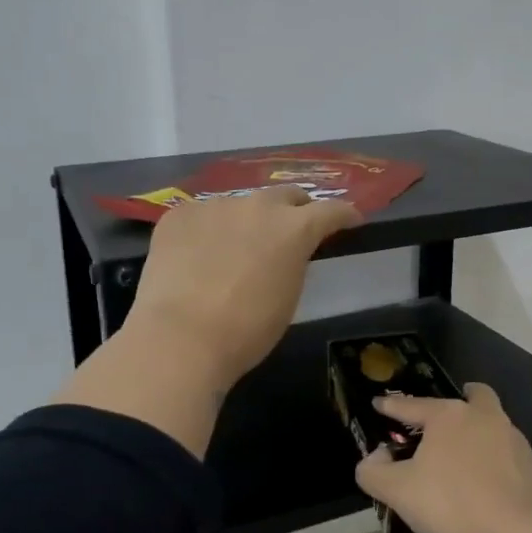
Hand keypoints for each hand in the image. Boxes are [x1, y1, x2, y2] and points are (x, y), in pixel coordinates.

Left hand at [124, 186, 360, 390]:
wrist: (181, 337)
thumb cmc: (246, 330)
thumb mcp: (288, 296)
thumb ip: (293, 263)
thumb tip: (284, 253)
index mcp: (294, 228)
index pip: (331, 210)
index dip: (344, 215)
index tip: (351, 220)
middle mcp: (258, 206)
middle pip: (285, 195)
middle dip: (295, 209)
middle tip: (293, 227)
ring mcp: (215, 205)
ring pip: (240, 205)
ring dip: (246, 221)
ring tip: (235, 247)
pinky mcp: (180, 214)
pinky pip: (202, 215)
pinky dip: (207, 230)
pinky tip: (197, 254)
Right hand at [354, 383, 531, 532]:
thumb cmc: (449, 503)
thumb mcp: (396, 490)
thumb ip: (373, 471)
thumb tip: (374, 458)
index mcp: (449, 416)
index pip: (413, 405)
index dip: (392, 406)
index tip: (379, 403)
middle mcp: (484, 418)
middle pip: (475, 396)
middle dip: (462, 398)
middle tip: (446, 414)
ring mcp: (513, 440)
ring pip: (494, 423)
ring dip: (479, 430)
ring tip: (463, 453)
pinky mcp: (531, 467)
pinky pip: (507, 453)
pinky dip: (494, 458)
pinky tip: (484, 480)